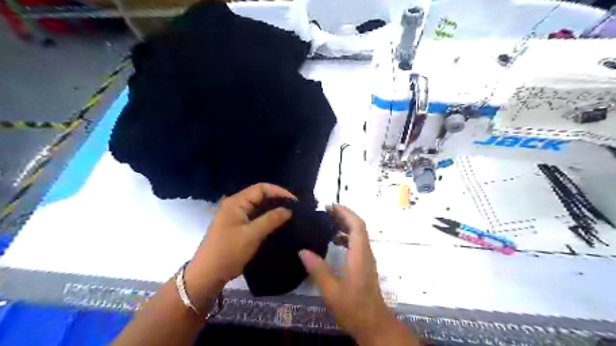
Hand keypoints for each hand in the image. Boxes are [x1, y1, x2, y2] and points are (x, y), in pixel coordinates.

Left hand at [184, 183, 294, 308]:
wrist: (207, 275)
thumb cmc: (228, 252)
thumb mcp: (252, 235)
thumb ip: (271, 219)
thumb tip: (289, 209)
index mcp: (236, 202)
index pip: (261, 188)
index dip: (279, 192)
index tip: (295, 202)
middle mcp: (235, 205)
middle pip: (260, 196)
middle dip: (277, 200)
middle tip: (294, 209)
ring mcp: (235, 216)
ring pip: (258, 207)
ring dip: (273, 210)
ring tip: (289, 216)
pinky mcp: (237, 227)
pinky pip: (255, 217)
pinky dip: (267, 218)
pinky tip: (277, 225)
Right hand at [300, 205, 399, 343]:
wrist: (374, 325)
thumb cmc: (353, 308)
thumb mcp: (331, 291)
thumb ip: (317, 270)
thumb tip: (302, 250)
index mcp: (359, 255)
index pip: (357, 226)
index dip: (345, 213)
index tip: (331, 206)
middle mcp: (366, 253)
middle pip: (359, 227)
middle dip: (344, 215)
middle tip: (326, 211)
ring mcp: (367, 259)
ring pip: (359, 234)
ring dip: (345, 225)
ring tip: (328, 222)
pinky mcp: (365, 265)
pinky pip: (357, 243)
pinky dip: (347, 236)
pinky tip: (334, 241)